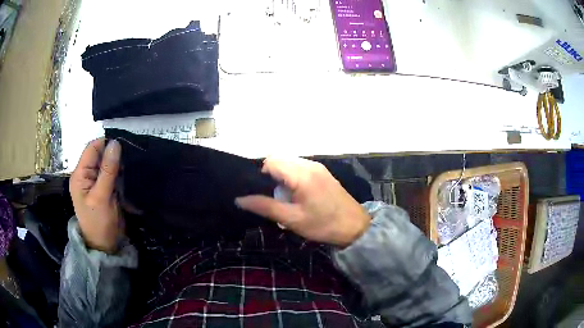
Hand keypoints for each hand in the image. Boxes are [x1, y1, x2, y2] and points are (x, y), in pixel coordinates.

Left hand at [69, 138, 122, 253]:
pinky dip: (120, 172)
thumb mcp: (101, 197)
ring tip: (132, 165)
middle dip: (113, 154)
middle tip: (131, 157)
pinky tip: (129, 174)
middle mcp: (86, 175)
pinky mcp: (104, 189)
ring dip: (118, 163)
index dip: (106, 144)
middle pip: (99, 154)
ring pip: (107, 163)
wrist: (105, 247)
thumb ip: (107, 170)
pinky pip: (112, 174)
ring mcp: (95, 182)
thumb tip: (115, 143)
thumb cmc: (99, 223)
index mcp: (80, 175)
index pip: (91, 149)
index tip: (124, 146)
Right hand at [235, 157, 369, 247]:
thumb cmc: (323, 225)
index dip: (261, 174)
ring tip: (285, 197)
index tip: (262, 192)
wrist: (355, 227)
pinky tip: (296, 194)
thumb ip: (265, 207)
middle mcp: (309, 164)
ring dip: (281, 176)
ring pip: (289, 162)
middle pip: (280, 159)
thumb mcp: (292, 219)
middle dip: (270, 175)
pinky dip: (292, 176)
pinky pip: (300, 167)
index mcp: (301, 174)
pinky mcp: (322, 172)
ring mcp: (318, 167)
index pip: (271, 161)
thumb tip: (240, 199)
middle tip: (274, 196)